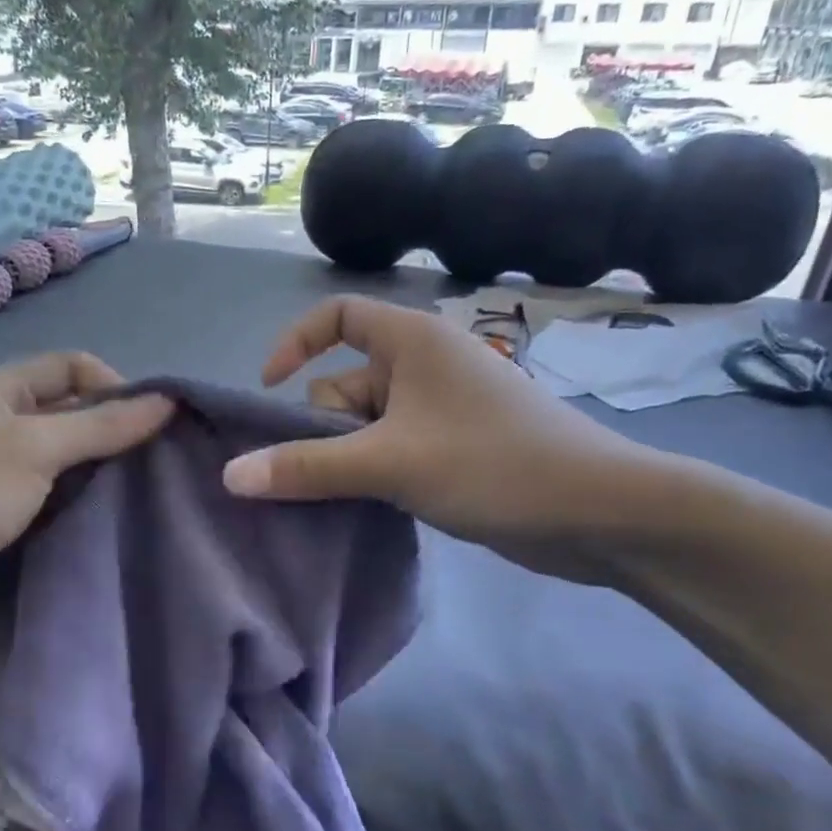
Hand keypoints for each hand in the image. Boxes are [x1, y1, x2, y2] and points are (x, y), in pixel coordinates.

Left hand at [0, 353, 172, 629]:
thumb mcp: (34, 449)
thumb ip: (101, 426)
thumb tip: (167, 401)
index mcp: (2, 389)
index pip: (73, 366)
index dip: (116, 385)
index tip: (154, 424)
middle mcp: (2, 423)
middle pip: (73, 413)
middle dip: (116, 433)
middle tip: (161, 464)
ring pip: (66, 461)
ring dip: (102, 474)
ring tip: (148, 495)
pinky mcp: (1, 516)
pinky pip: (53, 499)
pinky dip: (81, 505)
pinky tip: (113, 521)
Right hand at [221, 296, 655, 579]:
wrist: (600, 514)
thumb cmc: (493, 464)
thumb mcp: (389, 463)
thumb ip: (306, 467)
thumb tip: (230, 475)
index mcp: (412, 340)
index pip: (336, 316)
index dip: (294, 344)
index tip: (269, 391)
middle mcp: (424, 366)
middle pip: (343, 383)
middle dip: (327, 429)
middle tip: (344, 471)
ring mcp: (441, 410)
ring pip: (365, 426)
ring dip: (349, 460)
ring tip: (363, 496)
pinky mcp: (453, 448)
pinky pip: (390, 450)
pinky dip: (374, 474)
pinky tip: (374, 507)